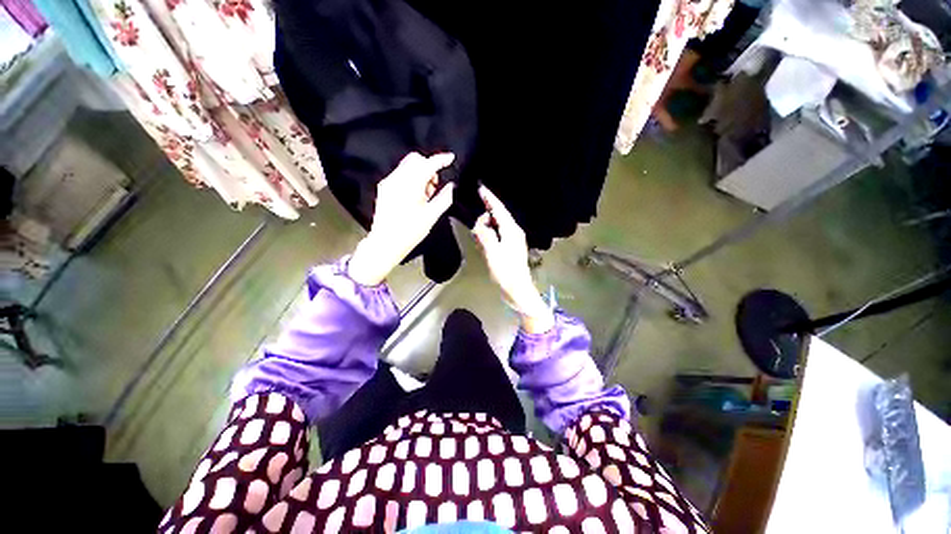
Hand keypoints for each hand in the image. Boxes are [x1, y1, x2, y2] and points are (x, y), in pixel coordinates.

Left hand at [349, 152, 455, 285]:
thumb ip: (444, 198)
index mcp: (411, 184)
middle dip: (429, 167)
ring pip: (407, 166)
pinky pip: (400, 174)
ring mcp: (388, 182)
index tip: (451, 158)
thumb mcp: (432, 216)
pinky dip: (411, 178)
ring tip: (425, 194)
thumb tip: (451, 186)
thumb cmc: (411, 231)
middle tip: (435, 186)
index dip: (441, 159)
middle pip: (416, 160)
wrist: (386, 243)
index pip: (428, 164)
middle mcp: (397, 178)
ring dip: (420, 173)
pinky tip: (415, 195)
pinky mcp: (384, 188)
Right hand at [472, 186, 554, 333]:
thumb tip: (480, 223)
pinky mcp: (510, 248)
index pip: (499, 209)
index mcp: (511, 230)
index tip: (480, 188)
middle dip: (487, 214)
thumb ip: (485, 235)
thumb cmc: (506, 272)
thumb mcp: (492, 252)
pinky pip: (498, 234)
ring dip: (487, 226)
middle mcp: (514, 232)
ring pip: (498, 225)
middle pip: (499, 215)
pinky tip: (485, 238)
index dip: (489, 198)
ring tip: (479, 233)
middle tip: (476, 222)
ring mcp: (513, 240)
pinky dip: (490, 233)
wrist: (517, 290)